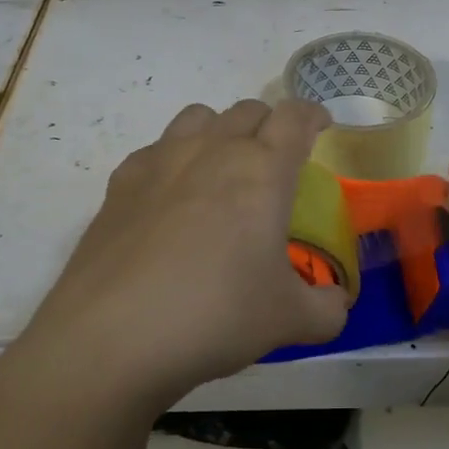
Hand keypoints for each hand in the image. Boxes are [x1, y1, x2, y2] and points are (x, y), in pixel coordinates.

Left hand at [9, 99, 349, 414]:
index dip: (313, 115)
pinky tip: (170, 199)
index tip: (321, 127)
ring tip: (223, 168)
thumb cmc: (215, 316)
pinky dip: (174, 159)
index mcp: (263, 170)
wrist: (112, 337)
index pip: (296, 117)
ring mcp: (161, 161)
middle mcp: (213, 150)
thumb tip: (336, 303)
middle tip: (276, 160)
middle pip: (249, 110)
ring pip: (199, 116)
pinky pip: (156, 149)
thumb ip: (326, 309)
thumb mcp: (289, 321)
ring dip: (221, 130)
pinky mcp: (120, 183)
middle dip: (270, 125)